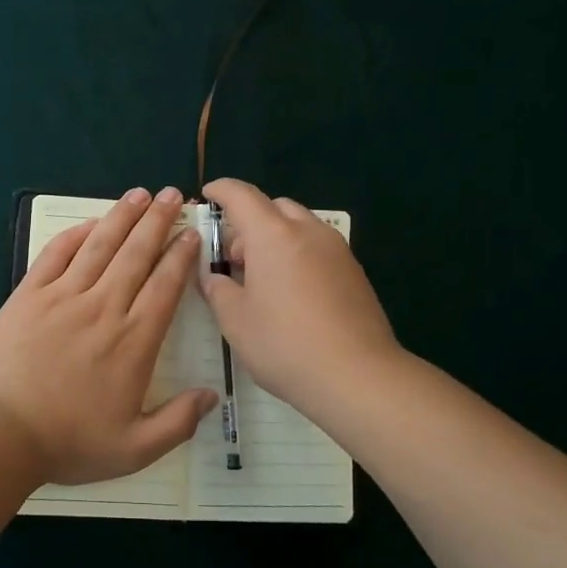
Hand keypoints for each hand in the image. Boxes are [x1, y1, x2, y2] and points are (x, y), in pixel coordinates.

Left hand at [0, 187, 218, 484]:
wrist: (0, 433)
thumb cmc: (68, 442)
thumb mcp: (135, 449)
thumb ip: (178, 422)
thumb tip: (213, 395)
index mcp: (133, 341)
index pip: (165, 286)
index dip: (180, 256)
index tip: (190, 234)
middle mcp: (104, 308)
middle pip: (136, 254)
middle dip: (157, 221)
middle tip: (171, 195)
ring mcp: (63, 297)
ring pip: (99, 246)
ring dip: (122, 217)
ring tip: (139, 194)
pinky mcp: (29, 295)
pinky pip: (56, 255)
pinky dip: (75, 235)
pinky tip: (90, 222)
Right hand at [198, 177, 401, 415]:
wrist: (358, 376)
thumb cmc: (285, 344)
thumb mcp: (236, 321)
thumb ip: (218, 291)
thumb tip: (213, 278)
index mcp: (273, 235)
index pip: (241, 195)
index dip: (221, 190)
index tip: (208, 195)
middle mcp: (307, 231)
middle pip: (274, 207)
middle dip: (249, 222)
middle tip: (233, 257)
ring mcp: (337, 250)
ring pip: (299, 226)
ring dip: (276, 239)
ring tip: (262, 279)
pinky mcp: (354, 272)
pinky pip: (318, 248)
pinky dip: (298, 255)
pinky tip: (291, 293)